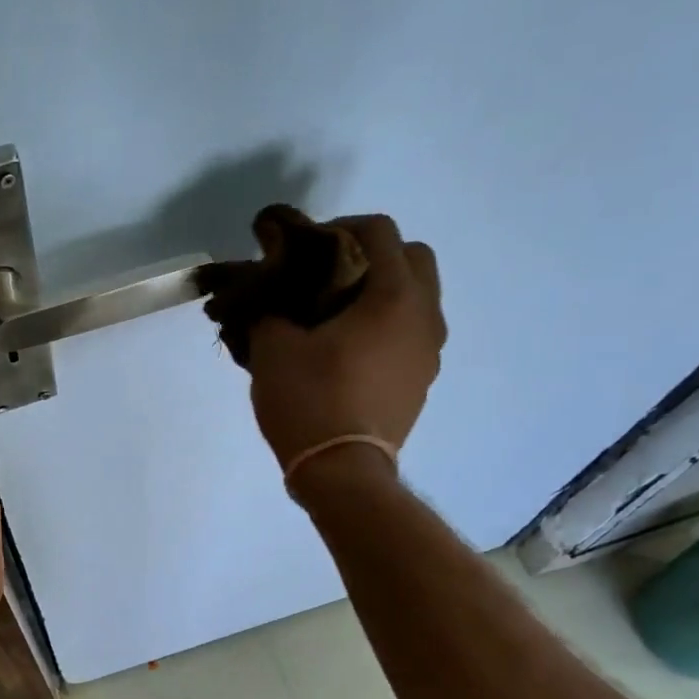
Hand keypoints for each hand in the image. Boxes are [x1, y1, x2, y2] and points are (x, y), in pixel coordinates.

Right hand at [246, 213, 445, 478]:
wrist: (342, 472)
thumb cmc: (310, 401)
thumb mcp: (273, 350)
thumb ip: (270, 311)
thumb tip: (268, 298)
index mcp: (394, 295)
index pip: (380, 231)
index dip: (341, 226)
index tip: (308, 246)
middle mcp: (425, 316)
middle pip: (414, 259)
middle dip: (375, 256)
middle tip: (331, 276)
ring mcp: (429, 353)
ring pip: (417, 301)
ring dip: (383, 295)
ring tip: (338, 317)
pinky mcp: (421, 384)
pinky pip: (410, 337)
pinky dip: (386, 330)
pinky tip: (349, 353)